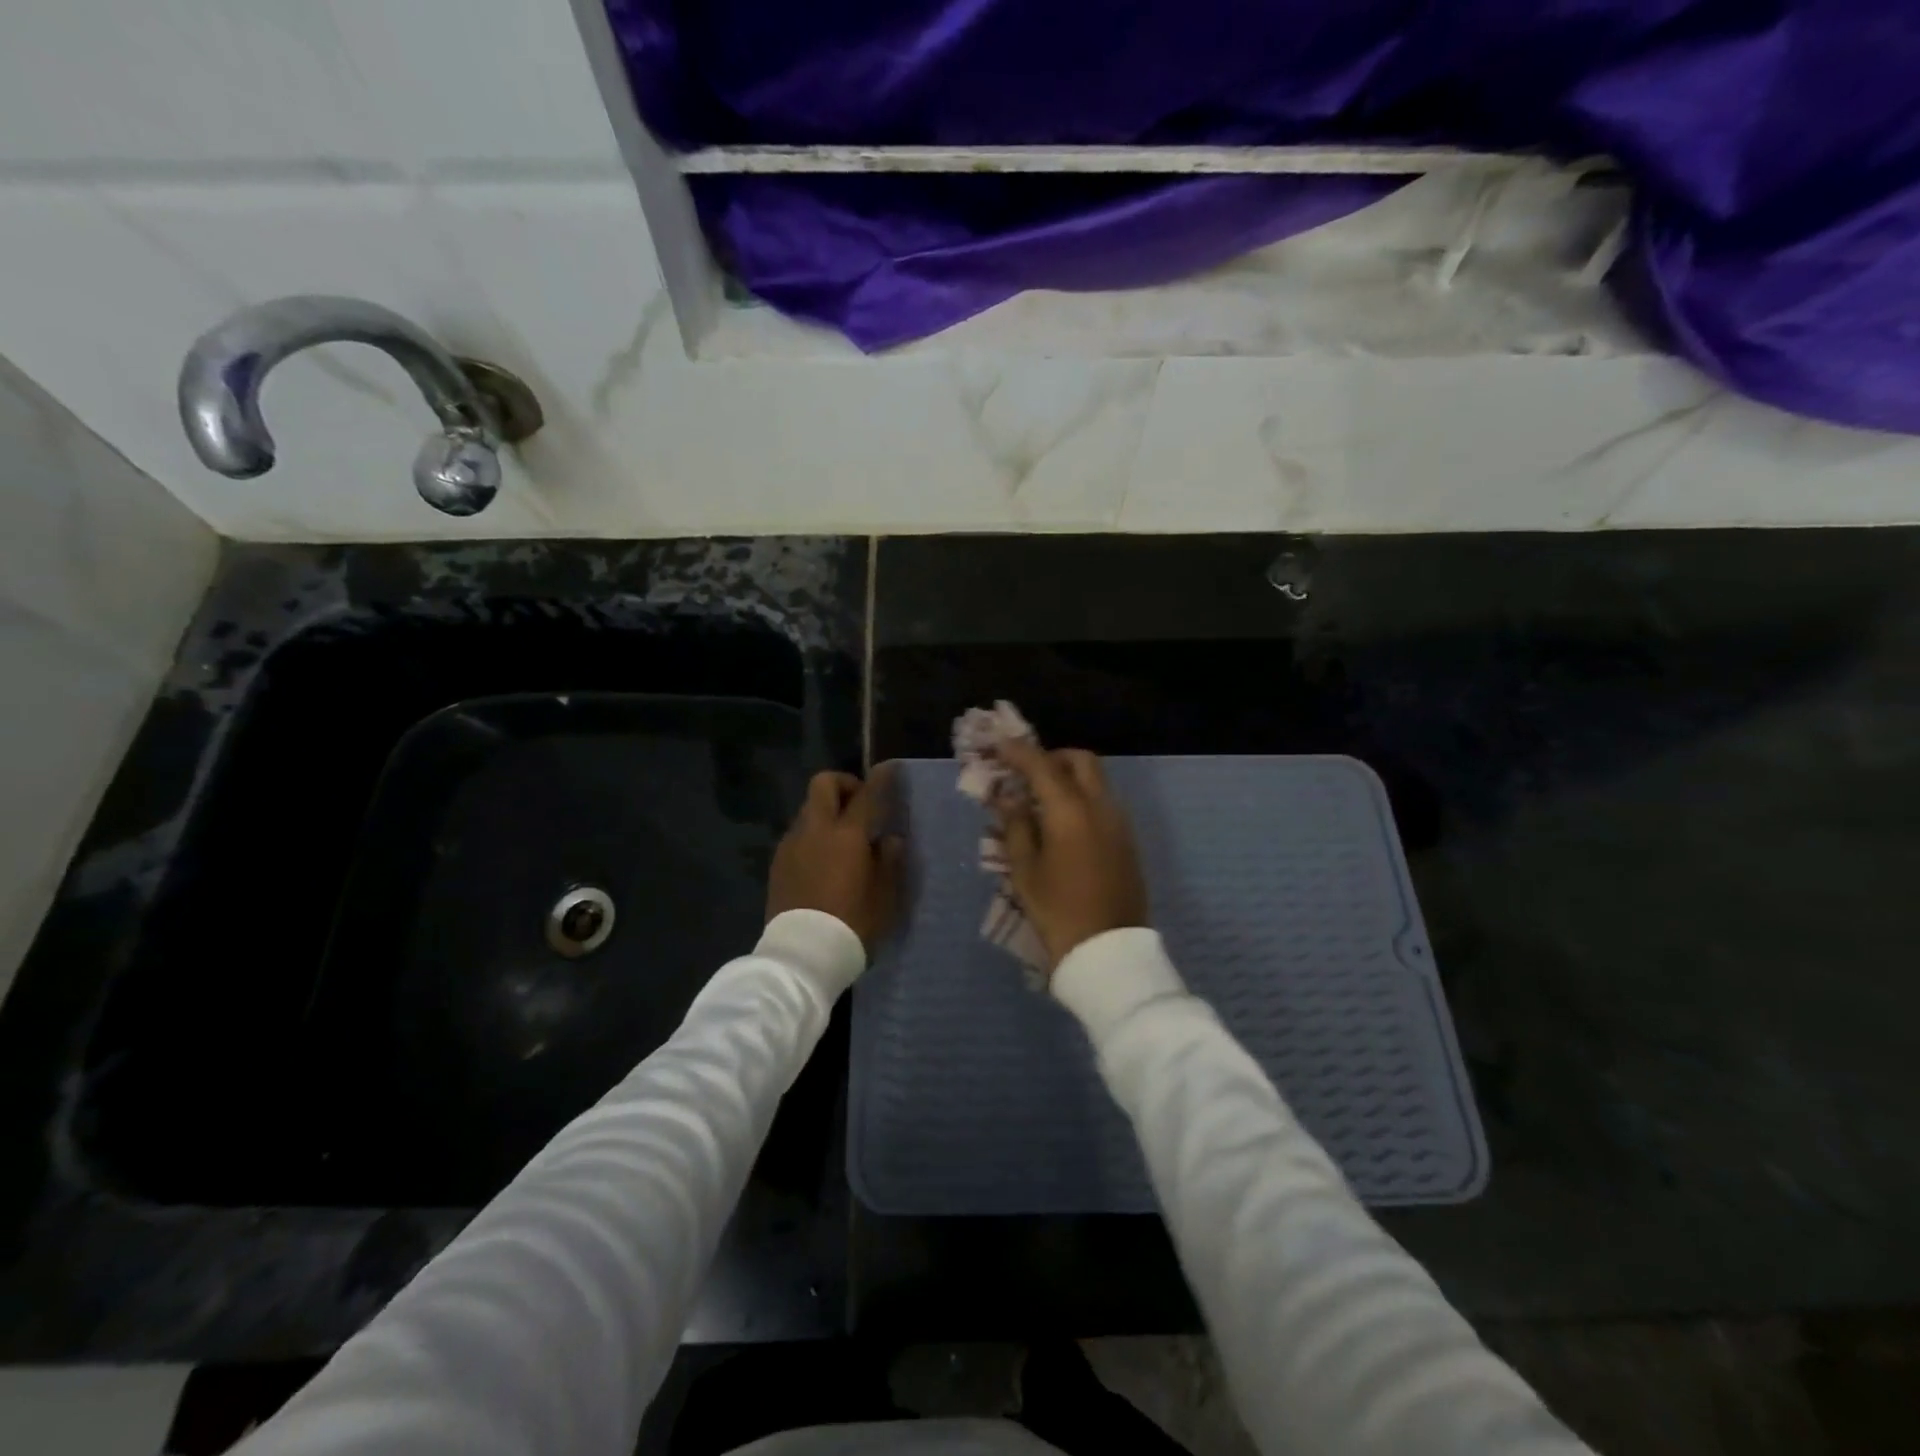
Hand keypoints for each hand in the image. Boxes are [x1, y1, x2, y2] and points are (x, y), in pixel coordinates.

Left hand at [766, 769, 904, 952]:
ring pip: (808, 809)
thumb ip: (890, 861)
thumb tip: (889, 839)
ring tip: (843, 839)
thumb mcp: (885, 896)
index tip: (889, 769)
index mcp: (846, 834)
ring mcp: (791, 845)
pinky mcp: (778, 863)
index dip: (881, 778)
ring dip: (827, 812)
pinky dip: (814, 835)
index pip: (867, 794)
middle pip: (823, 784)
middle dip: (844, 784)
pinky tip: (824, 861)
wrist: (802, 955)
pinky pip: (798, 835)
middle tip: (860, 804)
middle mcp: (815, 830)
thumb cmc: (853, 923)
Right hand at [995, 741, 1148, 967]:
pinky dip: (1083, 797)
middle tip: (1028, 772)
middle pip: (1081, 760)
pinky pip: (1104, 802)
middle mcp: (1100, 806)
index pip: (1041, 765)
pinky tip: (1064, 823)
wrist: (1108, 950)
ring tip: (1042, 799)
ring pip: (1097, 780)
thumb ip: (1017, 826)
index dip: (1018, 751)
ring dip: (1070, 777)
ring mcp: (1119, 822)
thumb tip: (1010, 799)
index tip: (999, 746)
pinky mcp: (1128, 840)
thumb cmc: (1058, 910)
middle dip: (1053, 757)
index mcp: (1070, 810)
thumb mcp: (1025, 870)